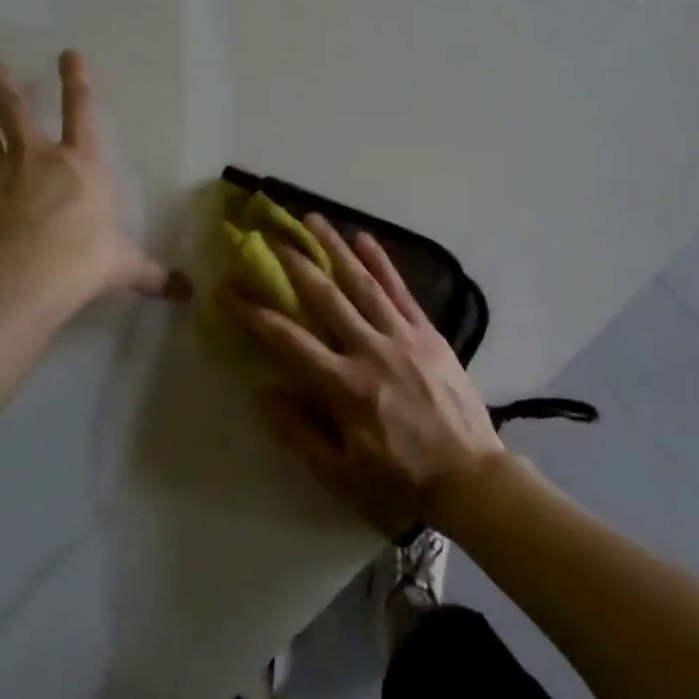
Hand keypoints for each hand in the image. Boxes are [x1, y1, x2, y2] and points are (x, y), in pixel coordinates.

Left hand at [0, 48, 189, 316]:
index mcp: (81, 166)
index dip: (77, 82)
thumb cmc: (83, 260)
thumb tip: (189, 294)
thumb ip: (152, 275)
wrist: (25, 276)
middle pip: (14, 109)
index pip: (81, 114)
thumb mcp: (125, 266)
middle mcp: (36, 158)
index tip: (67, 53)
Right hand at [227, 214, 504, 535]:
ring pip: (363, 283)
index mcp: (343, 386)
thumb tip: (263, 390)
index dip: (255, 314)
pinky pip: (401, 291)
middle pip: (325, 298)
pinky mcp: (428, 333)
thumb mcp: (339, 472)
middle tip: (271, 235)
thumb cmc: (398, 479)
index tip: (230, 290)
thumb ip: (299, 430)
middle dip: (294, 264)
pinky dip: (382, 263)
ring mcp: (402, 336)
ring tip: (314, 219)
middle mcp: (370, 350)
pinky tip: (365, 238)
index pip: (289, 341)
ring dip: (335, 249)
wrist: (468, 476)